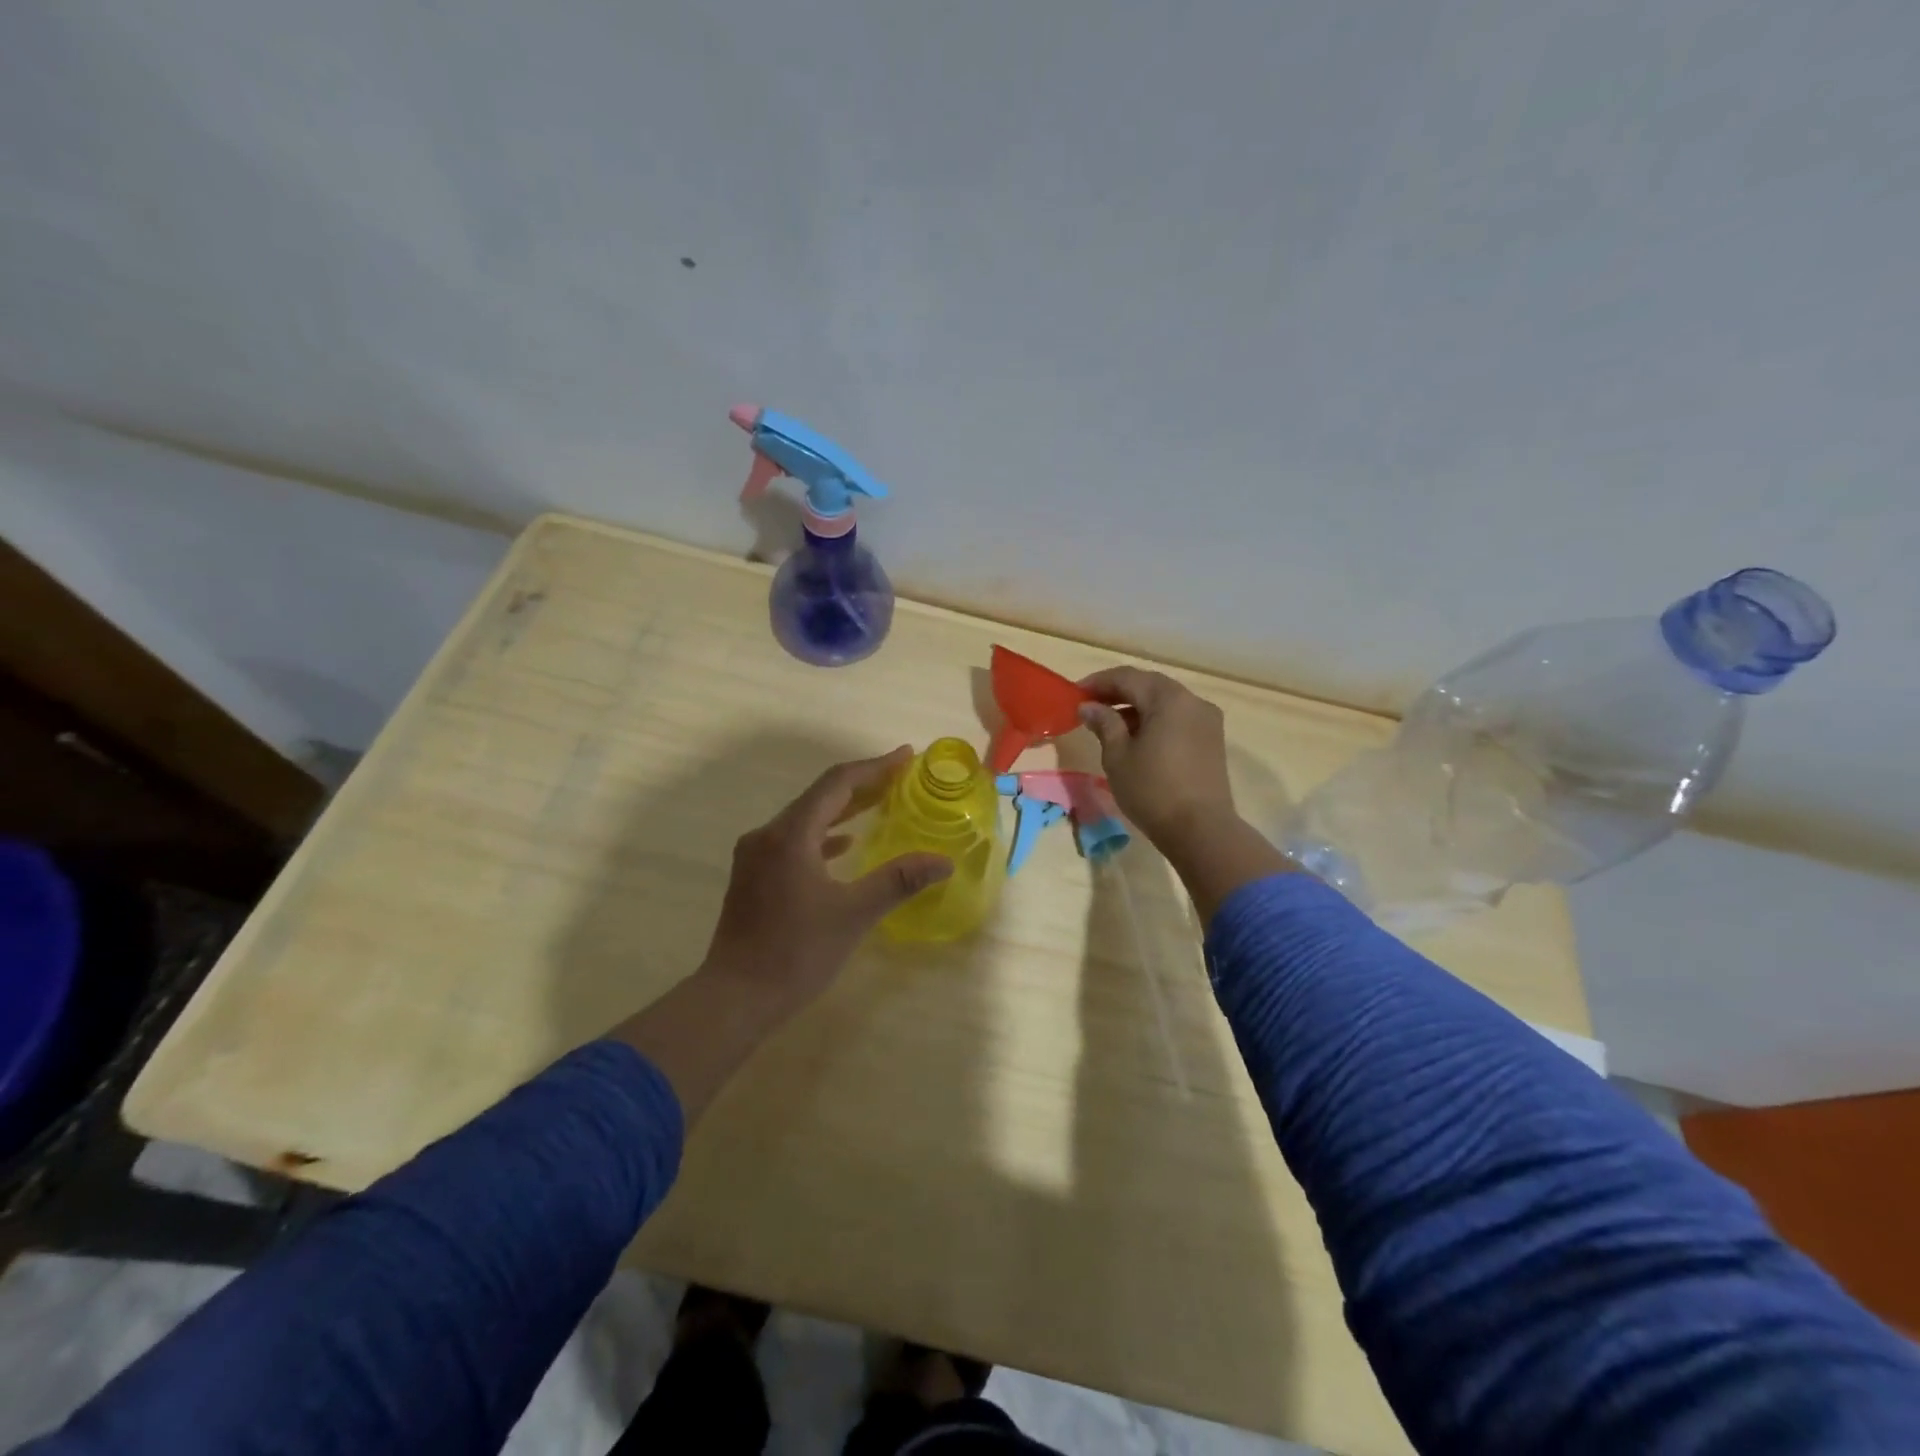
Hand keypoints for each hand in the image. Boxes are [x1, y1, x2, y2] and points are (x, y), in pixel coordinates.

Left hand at [701, 746, 952, 1015]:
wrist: (735, 998)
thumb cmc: (796, 953)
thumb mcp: (853, 914)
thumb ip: (898, 881)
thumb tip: (943, 861)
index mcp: (790, 834)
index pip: (837, 783)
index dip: (875, 767)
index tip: (906, 757)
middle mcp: (768, 835)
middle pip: (820, 796)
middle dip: (862, 784)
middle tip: (900, 777)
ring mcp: (756, 856)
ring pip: (806, 818)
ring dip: (843, 809)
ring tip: (880, 803)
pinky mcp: (753, 876)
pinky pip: (795, 840)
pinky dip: (823, 836)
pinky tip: (843, 846)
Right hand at [1078, 667, 1297, 923]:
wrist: (1200, 829)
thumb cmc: (1152, 789)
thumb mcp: (1118, 755)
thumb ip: (1104, 723)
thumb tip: (1089, 706)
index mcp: (1168, 698)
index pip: (1128, 677)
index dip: (1099, 682)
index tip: (1076, 693)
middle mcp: (1192, 701)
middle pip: (1149, 685)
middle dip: (1118, 692)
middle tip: (1091, 705)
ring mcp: (1207, 720)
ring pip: (1165, 702)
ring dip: (1137, 706)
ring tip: (1110, 724)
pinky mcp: (1212, 740)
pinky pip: (1178, 718)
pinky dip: (1155, 720)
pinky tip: (1137, 738)